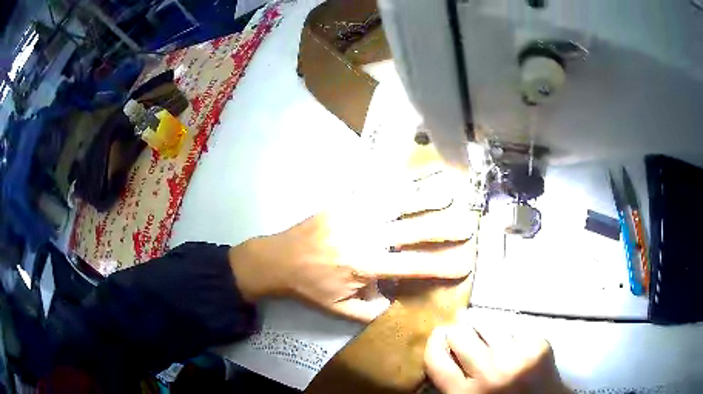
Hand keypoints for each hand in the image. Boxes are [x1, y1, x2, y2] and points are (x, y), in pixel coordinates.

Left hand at [229, 170, 477, 321]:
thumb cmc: (311, 287)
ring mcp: (355, 212)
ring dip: (427, 194)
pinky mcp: (344, 200)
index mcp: (366, 265)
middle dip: (445, 227)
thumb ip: (373, 310)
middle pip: (414, 229)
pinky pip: (375, 185)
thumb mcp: (342, 310)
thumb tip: (399, 297)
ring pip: (398, 200)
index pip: (414, 265)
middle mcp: (366, 235)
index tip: (466, 263)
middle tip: (468, 225)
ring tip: (450, 187)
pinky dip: (397, 178)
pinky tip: (412, 171)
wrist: (277, 259)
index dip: (443, 266)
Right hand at [425, 321, 570, 393]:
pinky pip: (513, 326)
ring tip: (487, 335)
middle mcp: (489, 374)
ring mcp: (517, 357)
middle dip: (458, 331)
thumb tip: (443, 350)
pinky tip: (512, 342)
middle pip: (461, 335)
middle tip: (462, 334)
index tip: (438, 334)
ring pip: (487, 324)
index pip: (437, 359)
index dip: (434, 342)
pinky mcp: (538, 345)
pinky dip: (509, 332)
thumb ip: (452, 383)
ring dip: (483, 328)